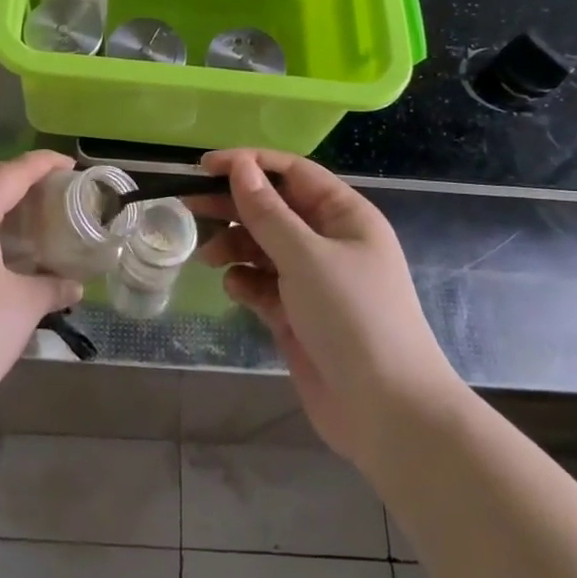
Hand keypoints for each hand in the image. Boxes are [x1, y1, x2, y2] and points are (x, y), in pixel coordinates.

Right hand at [197, 149, 461, 466]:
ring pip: (263, 247)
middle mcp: (329, 242)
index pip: (292, 173)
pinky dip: (245, 282)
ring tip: (208, 256)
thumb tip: (240, 165)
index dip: (249, 164)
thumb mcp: (306, 256)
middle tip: (188, 206)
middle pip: (272, 209)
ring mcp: (313, 280)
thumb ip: (266, 212)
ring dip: (234, 246)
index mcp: (344, 216)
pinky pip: (263, 285)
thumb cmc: (353, 317)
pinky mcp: (297, 315)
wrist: (388, 413)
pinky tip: (235, 289)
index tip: (205, 167)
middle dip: (233, 206)